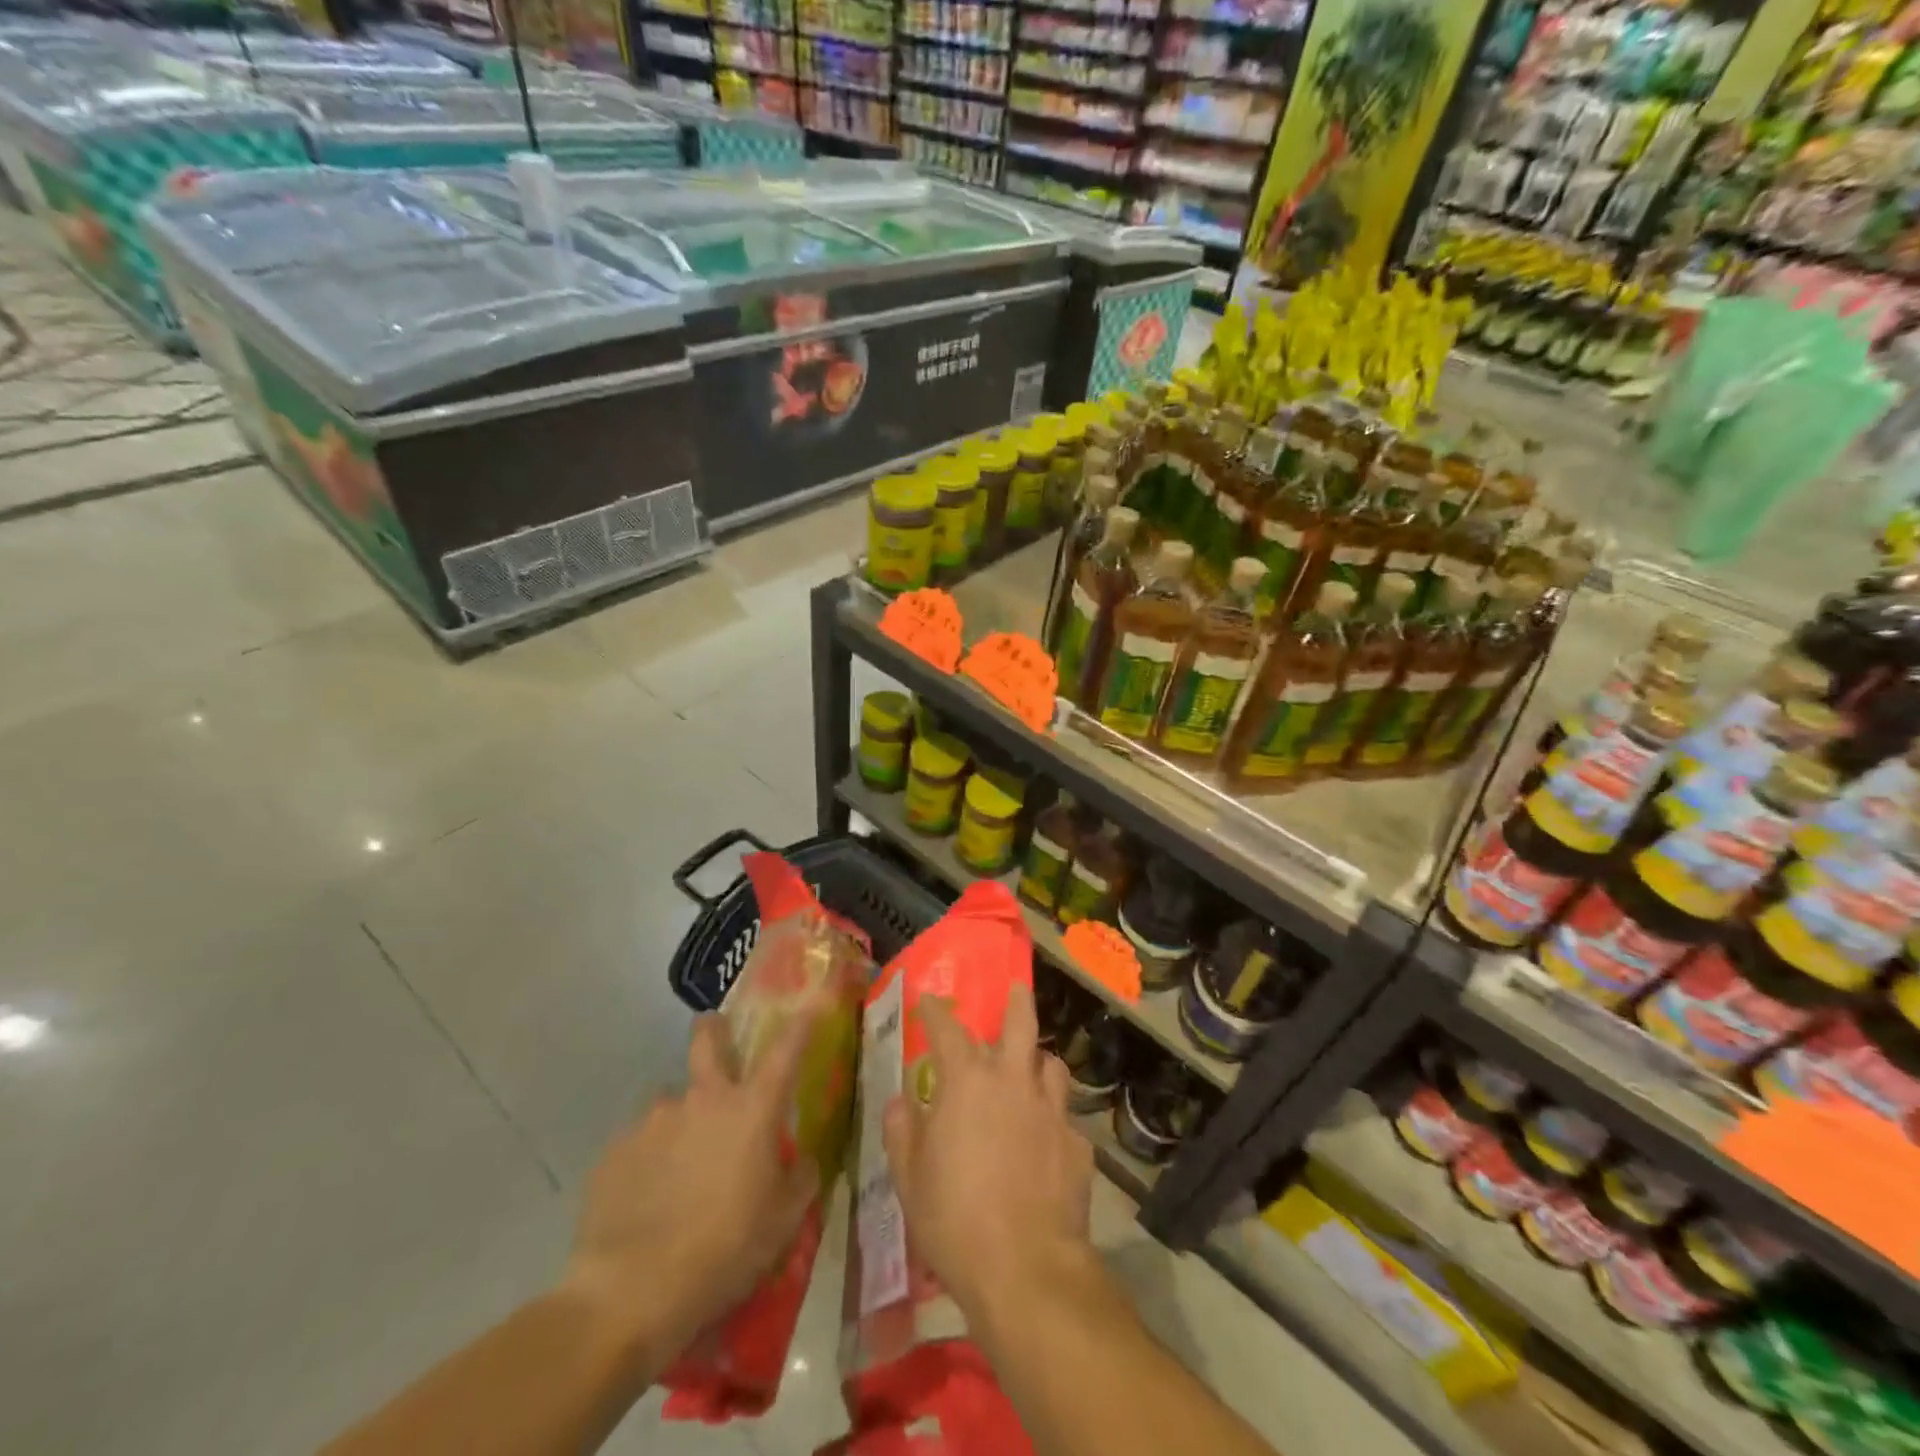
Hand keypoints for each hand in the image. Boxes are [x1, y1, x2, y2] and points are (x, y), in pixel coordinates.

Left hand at [562, 1012, 818, 1361]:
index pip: (786, 1049)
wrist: (629, 1294)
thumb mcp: (783, 1223)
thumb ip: (800, 1180)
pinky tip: (647, 1199)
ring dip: (681, 1118)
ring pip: (671, 1100)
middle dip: (714, 1029)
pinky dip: (649, 1159)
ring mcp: (653, 1120)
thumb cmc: (724, 1251)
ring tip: (679, 1165)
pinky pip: (639, 1142)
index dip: (803, 1019)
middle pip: (707, 1038)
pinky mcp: (614, 1150)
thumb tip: (801, 1160)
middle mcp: (703, 1098)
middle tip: (718, 1041)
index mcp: (751, 1109)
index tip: (813, 998)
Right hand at [881, 983, 1094, 1324]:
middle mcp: (1013, 1082)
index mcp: (968, 1082)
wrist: (1025, 1268)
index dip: (936, 1012)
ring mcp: (1052, 1111)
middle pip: (1022, 1023)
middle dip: (1017, 1001)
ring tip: (1032, 1072)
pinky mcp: (1078, 1145)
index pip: (948, 1030)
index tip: (928, 1001)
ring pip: (1052, 1065)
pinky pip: (1065, 1120)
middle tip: (1017, 989)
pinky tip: (1047, 1145)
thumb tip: (902, 1102)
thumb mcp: (909, 1177)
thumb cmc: (954, 1218)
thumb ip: (902, 1130)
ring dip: (1040, 1063)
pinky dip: (1053, 1122)